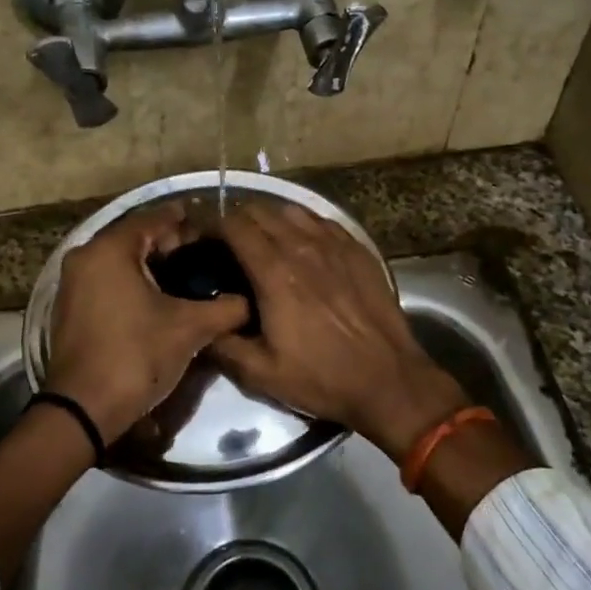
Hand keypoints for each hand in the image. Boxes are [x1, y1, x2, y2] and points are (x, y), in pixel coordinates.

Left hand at [46, 202, 252, 443]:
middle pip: (137, 238)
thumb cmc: (136, 355)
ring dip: (154, 266)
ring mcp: (73, 284)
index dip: (189, 223)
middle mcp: (85, 256)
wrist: (84, 410)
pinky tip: (162, 300)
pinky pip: (109, 282)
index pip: (156, 219)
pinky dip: (135, 283)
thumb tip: (249, 300)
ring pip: (122, 262)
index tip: (217, 229)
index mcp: (110, 249)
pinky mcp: (72, 309)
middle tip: (209, 255)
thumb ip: (225, 307)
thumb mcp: (190, 328)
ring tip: (191, 278)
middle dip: (173, 245)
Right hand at [211, 203, 466, 461]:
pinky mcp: (358, 249)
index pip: (235, 226)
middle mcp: (302, 247)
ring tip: (264, 240)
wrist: (388, 379)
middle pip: (261, 211)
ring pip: (292, 210)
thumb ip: (223, 345)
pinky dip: (303, 225)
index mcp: (274, 272)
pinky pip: (322, 221)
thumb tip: (202, 324)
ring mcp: (334, 245)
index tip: (203, 241)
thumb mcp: (261, 373)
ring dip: (271, 219)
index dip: (213, 227)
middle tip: (229, 243)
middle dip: (238, 220)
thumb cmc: (322, 377)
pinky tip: (303, 244)